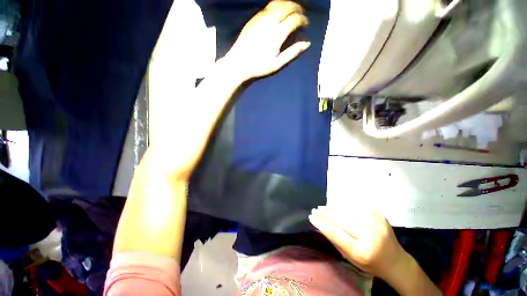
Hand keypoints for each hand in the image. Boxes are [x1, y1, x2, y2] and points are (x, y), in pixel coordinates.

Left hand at [225, 0, 310, 79]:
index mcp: (276, 35)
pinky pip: (268, 7)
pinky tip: (279, 12)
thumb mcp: (277, 64)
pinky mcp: (253, 19)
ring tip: (293, 10)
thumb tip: (307, 43)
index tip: (306, 24)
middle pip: (287, 7)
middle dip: (297, 8)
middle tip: (302, 14)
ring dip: (288, 4)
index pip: (294, 20)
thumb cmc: (259, 66)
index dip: (303, 20)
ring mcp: (260, 18)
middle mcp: (269, 22)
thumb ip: (292, 53)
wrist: (238, 63)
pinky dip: (277, 6)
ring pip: (277, 4)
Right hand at [309, 206, 408, 279]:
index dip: (322, 224)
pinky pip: (356, 208)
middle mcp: (370, 235)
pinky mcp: (379, 215)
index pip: (336, 233)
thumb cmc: (370, 264)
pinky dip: (344, 207)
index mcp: (362, 251)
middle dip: (326, 214)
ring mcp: (376, 223)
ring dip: (333, 209)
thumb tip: (320, 225)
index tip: (311, 217)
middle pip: (341, 219)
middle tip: (315, 210)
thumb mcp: (350, 258)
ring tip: (322, 208)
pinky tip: (336, 207)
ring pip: (347, 211)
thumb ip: (335, 241)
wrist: (396, 262)